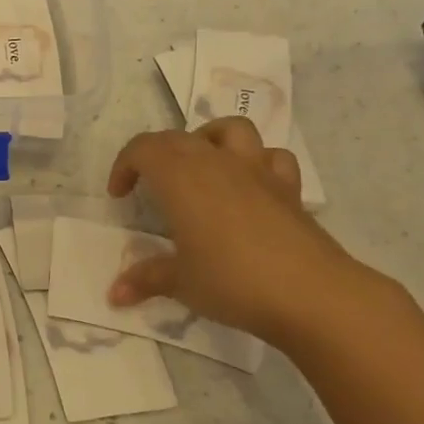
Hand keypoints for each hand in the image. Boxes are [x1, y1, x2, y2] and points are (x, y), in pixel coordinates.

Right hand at [106, 117, 372, 344]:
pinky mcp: (288, 188)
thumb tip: (114, 294)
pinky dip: (255, 162)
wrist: (310, 293)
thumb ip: (145, 279)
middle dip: (156, 154)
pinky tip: (248, 186)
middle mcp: (217, 163)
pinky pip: (271, 157)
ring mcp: (257, 171)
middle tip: (148, 187)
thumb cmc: (232, 281)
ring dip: (208, 139)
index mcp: (181, 178)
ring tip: (199, 168)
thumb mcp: (180, 283)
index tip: (119, 196)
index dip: (124, 165)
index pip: (143, 149)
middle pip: (179, 137)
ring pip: (231, 129)